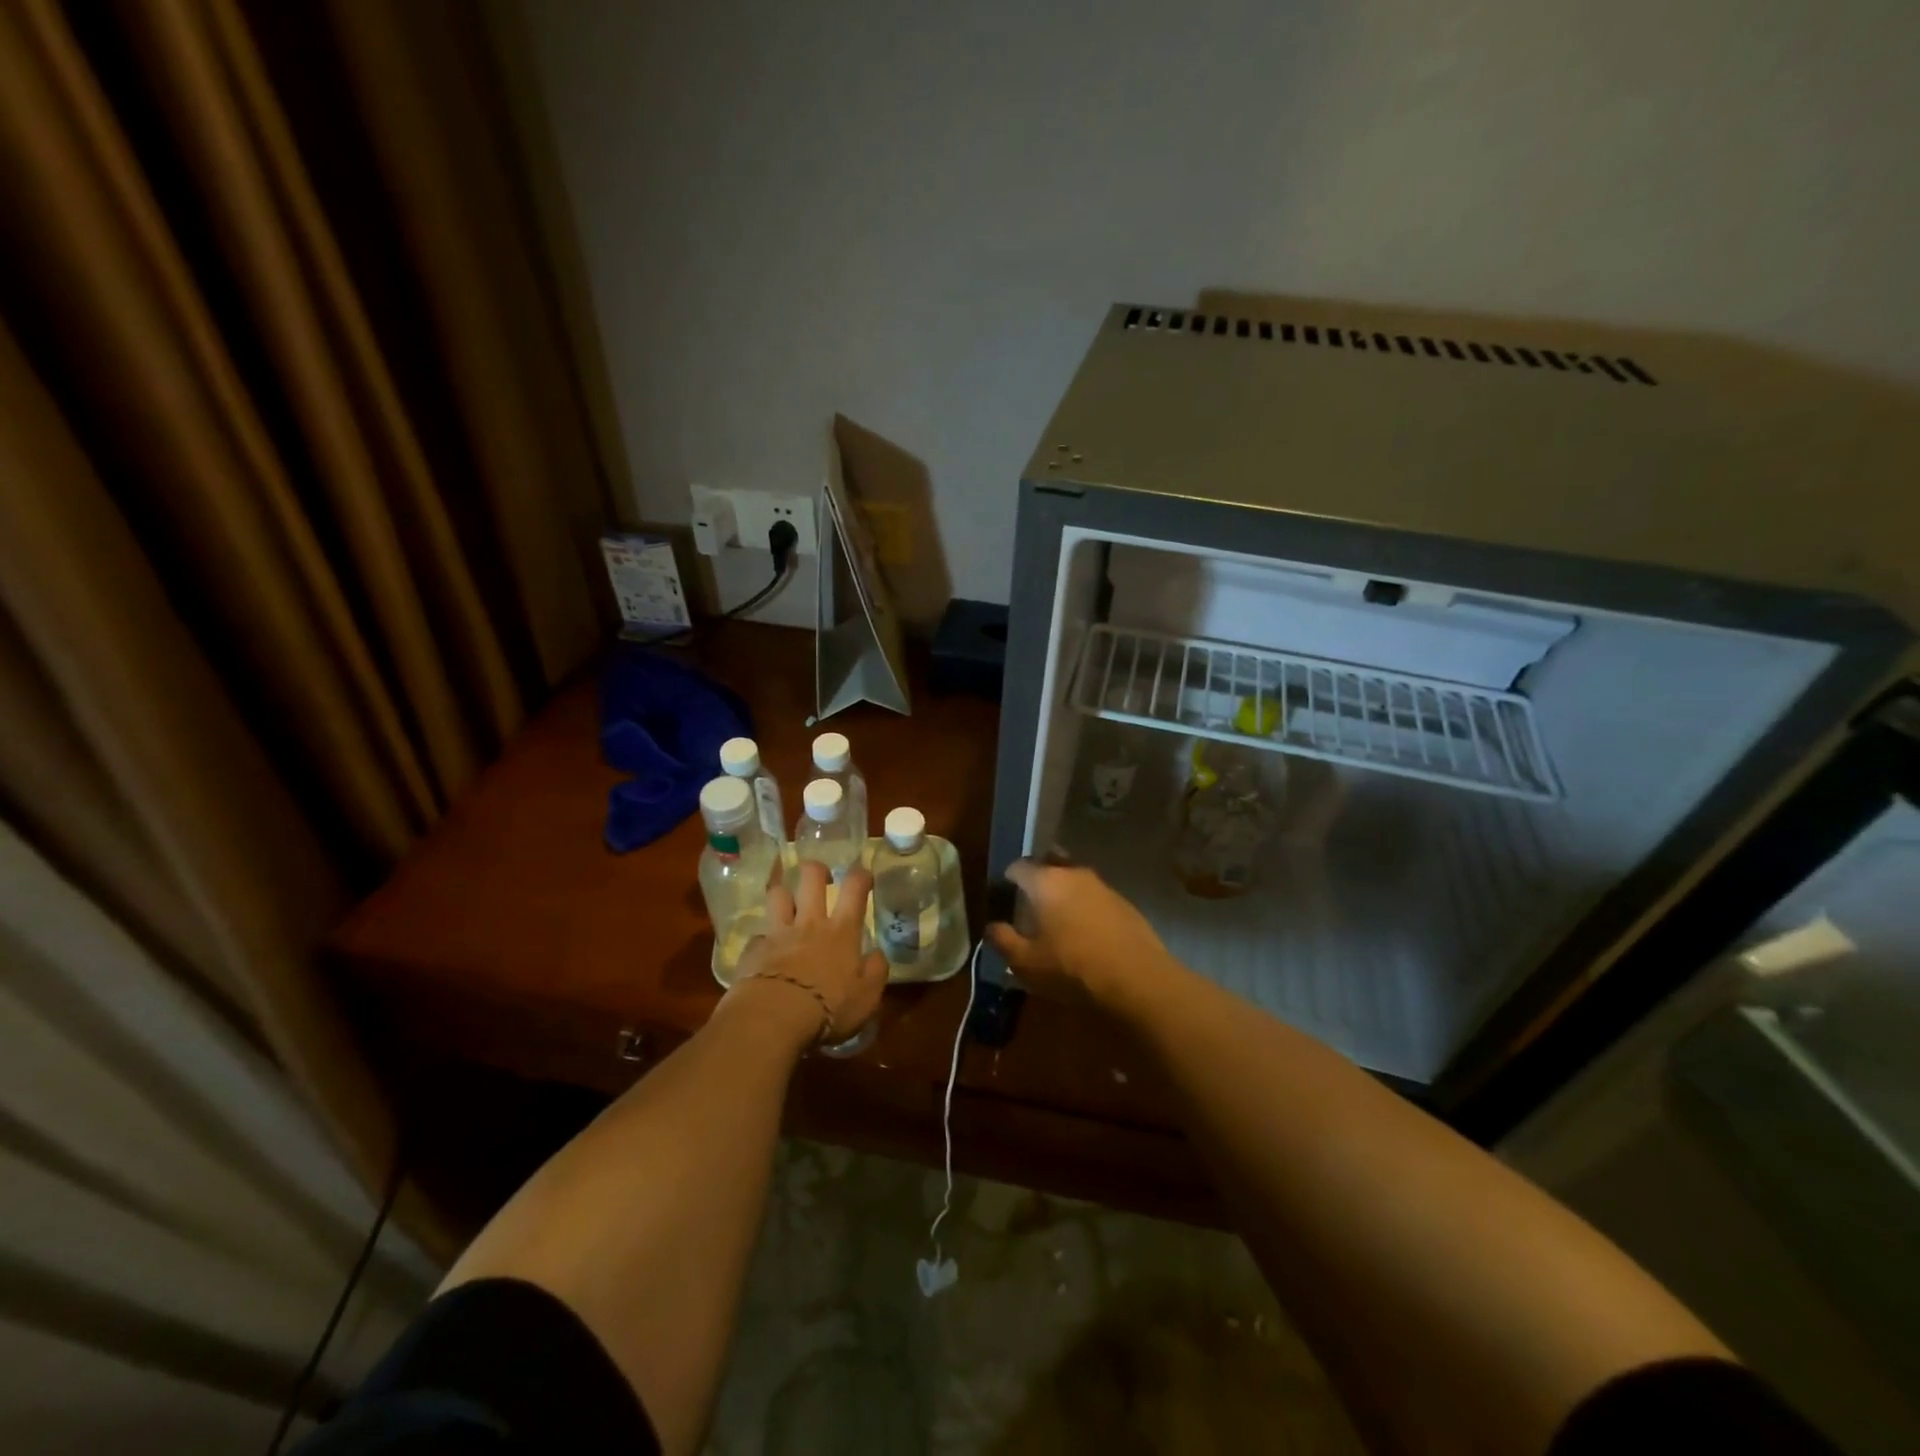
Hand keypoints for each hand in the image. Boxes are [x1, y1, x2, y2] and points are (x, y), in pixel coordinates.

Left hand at [721, 860, 886, 1051]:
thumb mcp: (867, 997)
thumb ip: (876, 971)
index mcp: (841, 931)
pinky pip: (758, 936)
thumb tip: (877, 954)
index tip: (864, 876)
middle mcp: (809, 923)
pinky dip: (764, 940)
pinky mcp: (753, 950)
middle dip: (816, 870)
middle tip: (821, 878)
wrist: (774, 1017)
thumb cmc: (829, 1008)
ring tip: (789, 904)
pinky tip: (766, 951)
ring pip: (778, 895)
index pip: (854, 888)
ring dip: (784, 895)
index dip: (861, 875)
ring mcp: (778, 933)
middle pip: (810, 877)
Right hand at [984, 858, 1177, 1011]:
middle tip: (1029, 903)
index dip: (1008, 878)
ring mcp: (1104, 887)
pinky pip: (1095, 898)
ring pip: (1075, 881)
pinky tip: (1084, 932)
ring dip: (1064, 894)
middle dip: (1038, 880)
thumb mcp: (1026, 962)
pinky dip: (1085, 908)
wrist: (1137, 980)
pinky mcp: (1125, 904)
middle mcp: (1075, 874)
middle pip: (1050, 866)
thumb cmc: (1072, 967)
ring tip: (1056, 920)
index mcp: (1046, 881)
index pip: (1019, 866)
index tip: (1004, 894)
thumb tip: (991, 927)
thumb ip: (1003, 941)